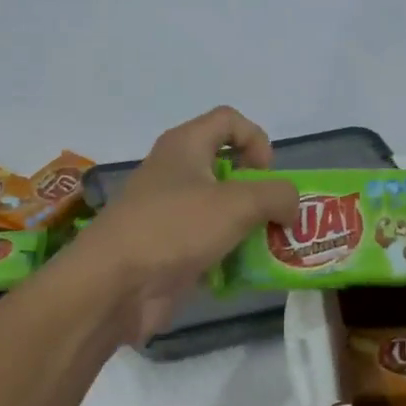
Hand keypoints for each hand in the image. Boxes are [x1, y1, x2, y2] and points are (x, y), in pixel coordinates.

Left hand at [65, 107, 297, 341]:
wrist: (113, 285)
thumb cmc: (174, 229)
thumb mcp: (237, 204)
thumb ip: (276, 195)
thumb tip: (291, 207)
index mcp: (185, 146)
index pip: (229, 120)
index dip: (257, 140)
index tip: (267, 175)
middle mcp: (175, 173)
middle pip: (228, 167)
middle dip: (259, 191)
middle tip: (277, 217)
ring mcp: (169, 213)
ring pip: (220, 210)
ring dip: (249, 227)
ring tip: (270, 248)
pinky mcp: (168, 249)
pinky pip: (209, 243)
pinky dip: (229, 255)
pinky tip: (243, 274)